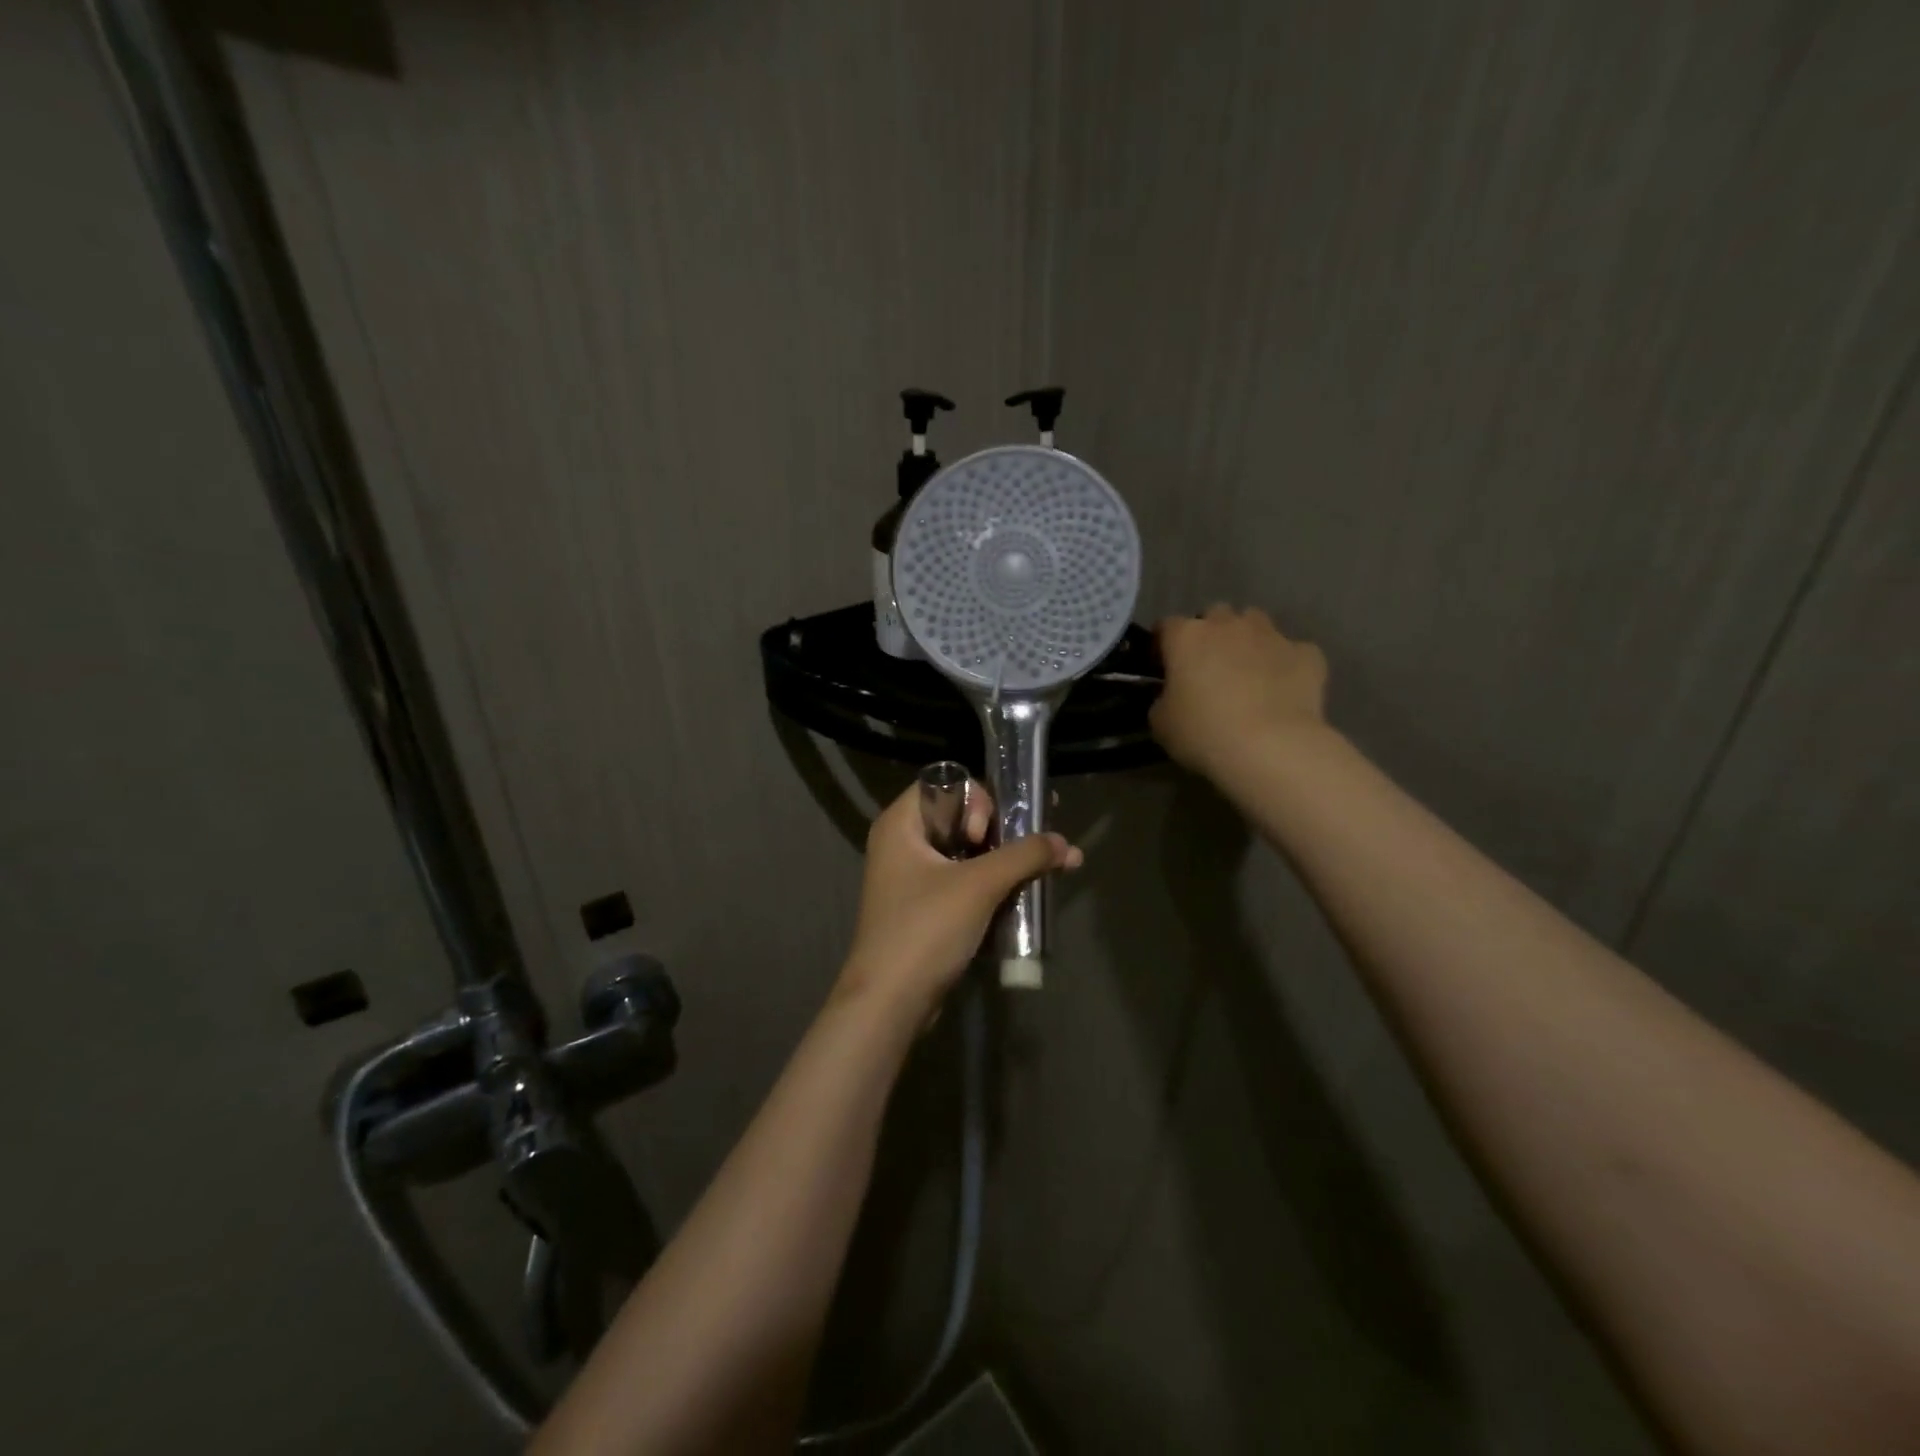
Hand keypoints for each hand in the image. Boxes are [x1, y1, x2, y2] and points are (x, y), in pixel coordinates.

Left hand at [837, 778, 1082, 1013]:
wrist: (890, 1003)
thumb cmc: (926, 929)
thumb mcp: (979, 886)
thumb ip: (1024, 857)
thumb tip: (1064, 843)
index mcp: (901, 824)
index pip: (945, 785)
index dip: (975, 801)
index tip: (986, 835)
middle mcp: (904, 844)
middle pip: (962, 818)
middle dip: (1006, 830)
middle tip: (1039, 842)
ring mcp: (914, 879)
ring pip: (968, 853)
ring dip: (1007, 858)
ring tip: (1053, 864)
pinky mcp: (927, 909)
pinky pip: (966, 882)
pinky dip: (995, 884)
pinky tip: (1031, 891)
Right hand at [1151, 605, 1328, 776]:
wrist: (1271, 747)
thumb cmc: (1203, 732)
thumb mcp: (1161, 723)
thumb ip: (1163, 699)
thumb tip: (1172, 695)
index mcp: (1186, 637)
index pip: (1167, 626)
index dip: (1163, 645)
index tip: (1163, 667)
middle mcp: (1228, 625)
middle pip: (1215, 614)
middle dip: (1210, 634)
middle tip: (1208, 667)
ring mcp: (1271, 636)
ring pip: (1255, 622)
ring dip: (1248, 639)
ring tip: (1247, 671)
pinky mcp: (1307, 654)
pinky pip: (1293, 651)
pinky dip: (1286, 664)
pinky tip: (1284, 688)